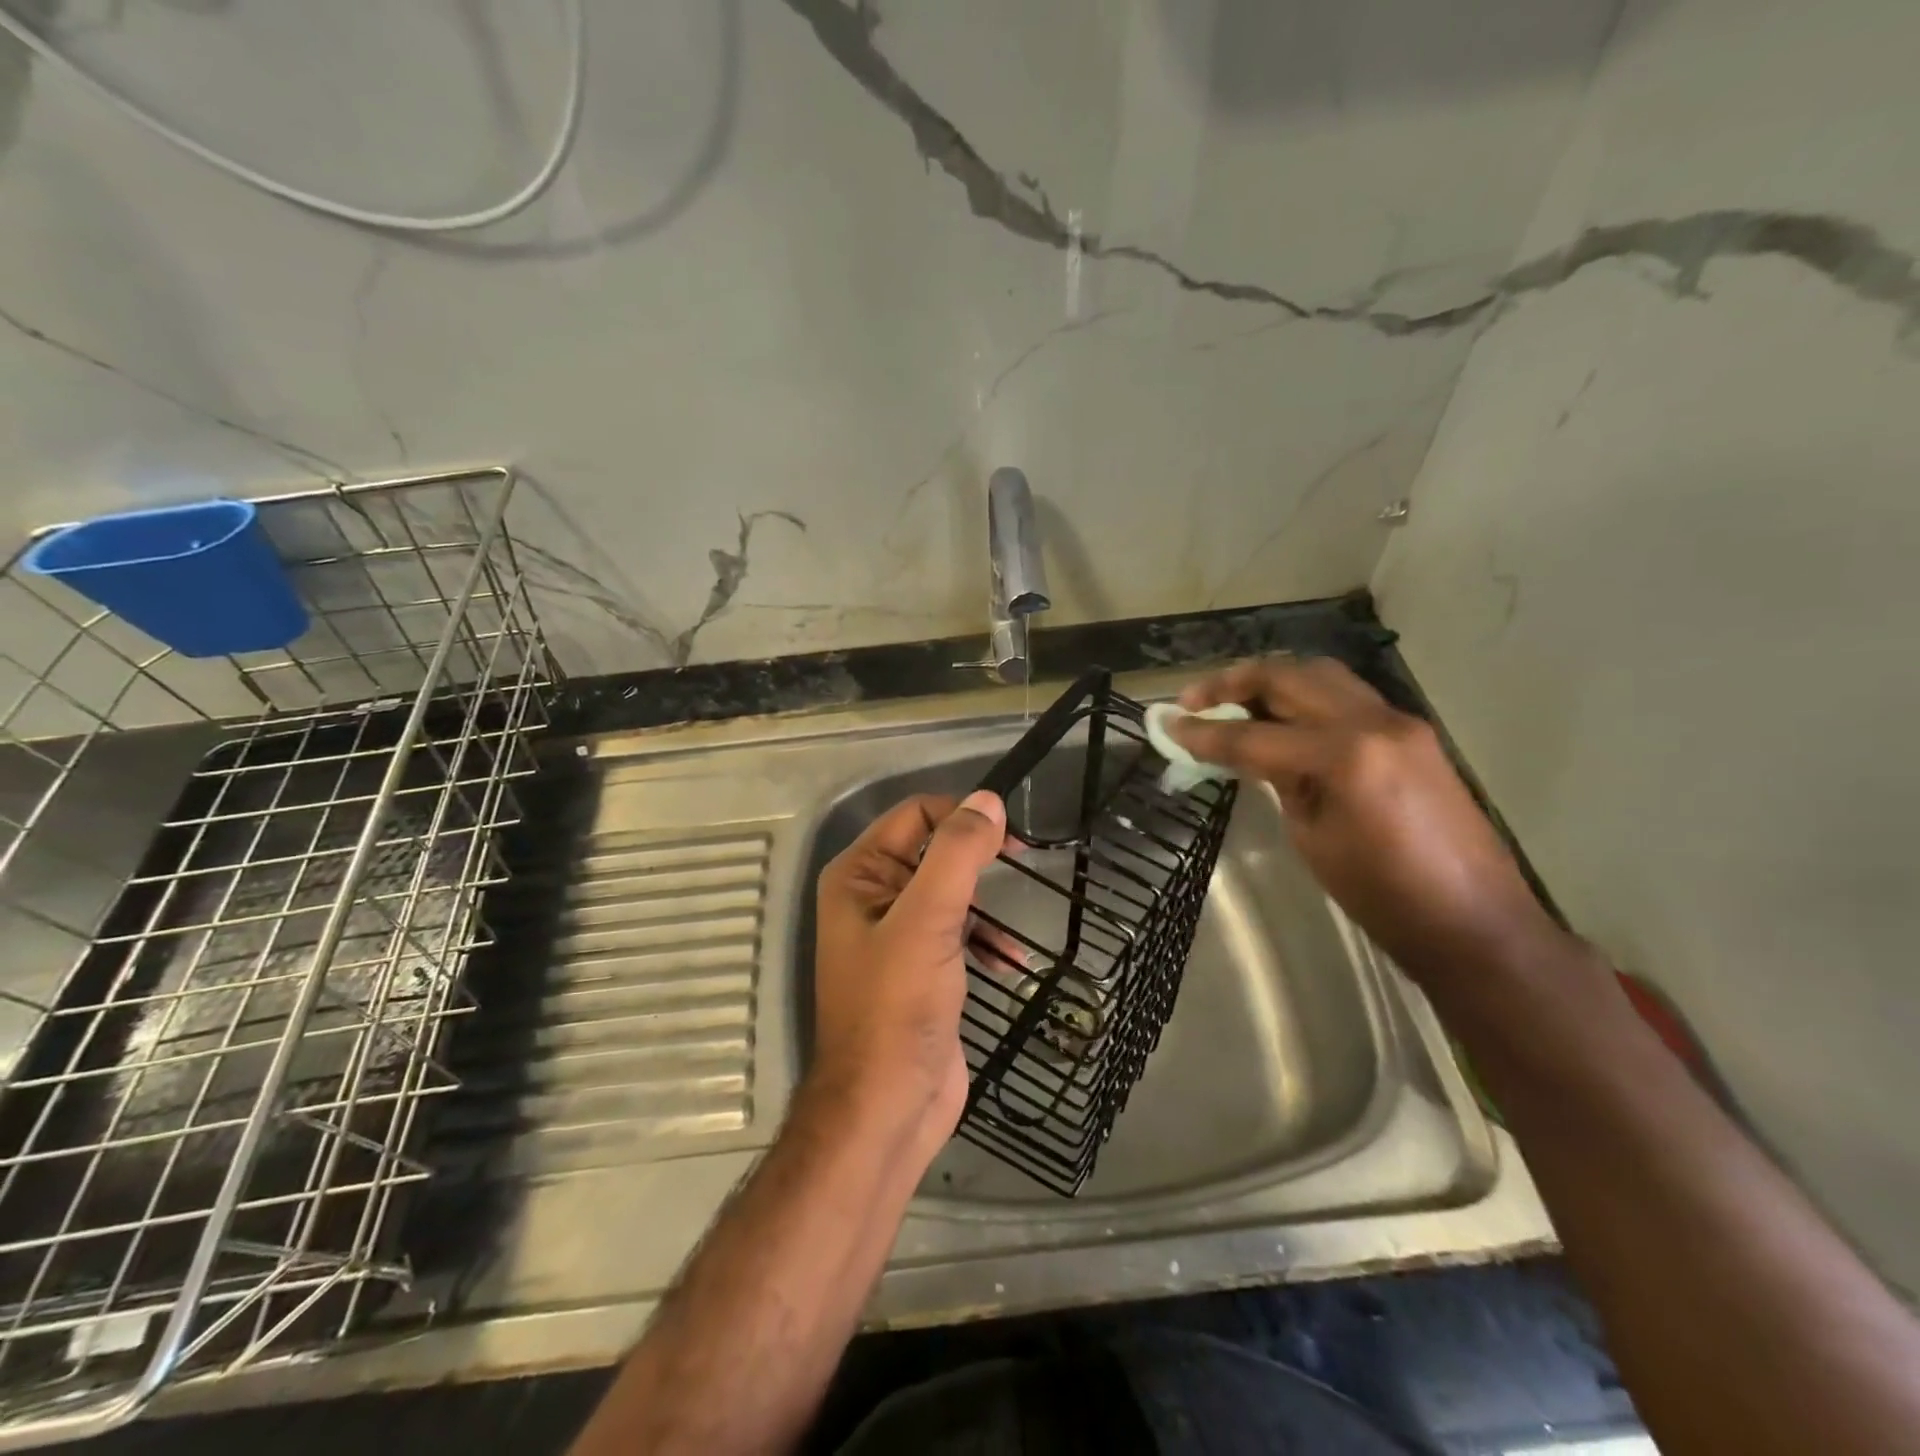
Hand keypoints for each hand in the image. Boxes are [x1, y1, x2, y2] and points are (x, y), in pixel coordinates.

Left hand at [810, 790, 1007, 1154]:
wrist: (887, 1107)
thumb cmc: (897, 1006)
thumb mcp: (928, 921)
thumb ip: (956, 855)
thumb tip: (988, 800)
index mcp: (859, 875)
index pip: (915, 816)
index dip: (962, 816)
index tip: (1010, 836)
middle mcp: (872, 896)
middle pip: (934, 851)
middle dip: (977, 860)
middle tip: (1023, 864)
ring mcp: (897, 935)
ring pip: (951, 893)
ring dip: (986, 905)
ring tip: (1013, 927)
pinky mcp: (921, 968)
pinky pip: (958, 933)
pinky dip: (985, 940)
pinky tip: (1010, 964)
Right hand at [1169, 656, 1567, 980]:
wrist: (1474, 923)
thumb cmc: (1382, 895)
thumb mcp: (1311, 836)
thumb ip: (1279, 781)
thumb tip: (1248, 752)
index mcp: (1345, 756)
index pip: (1254, 735)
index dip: (1203, 733)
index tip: (1167, 725)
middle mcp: (1374, 722)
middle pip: (1288, 677)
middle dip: (1233, 682)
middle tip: (1194, 700)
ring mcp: (1399, 722)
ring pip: (1320, 675)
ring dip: (1271, 681)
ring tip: (1232, 701)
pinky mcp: (1412, 733)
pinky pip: (1346, 697)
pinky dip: (1304, 698)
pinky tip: (1281, 721)